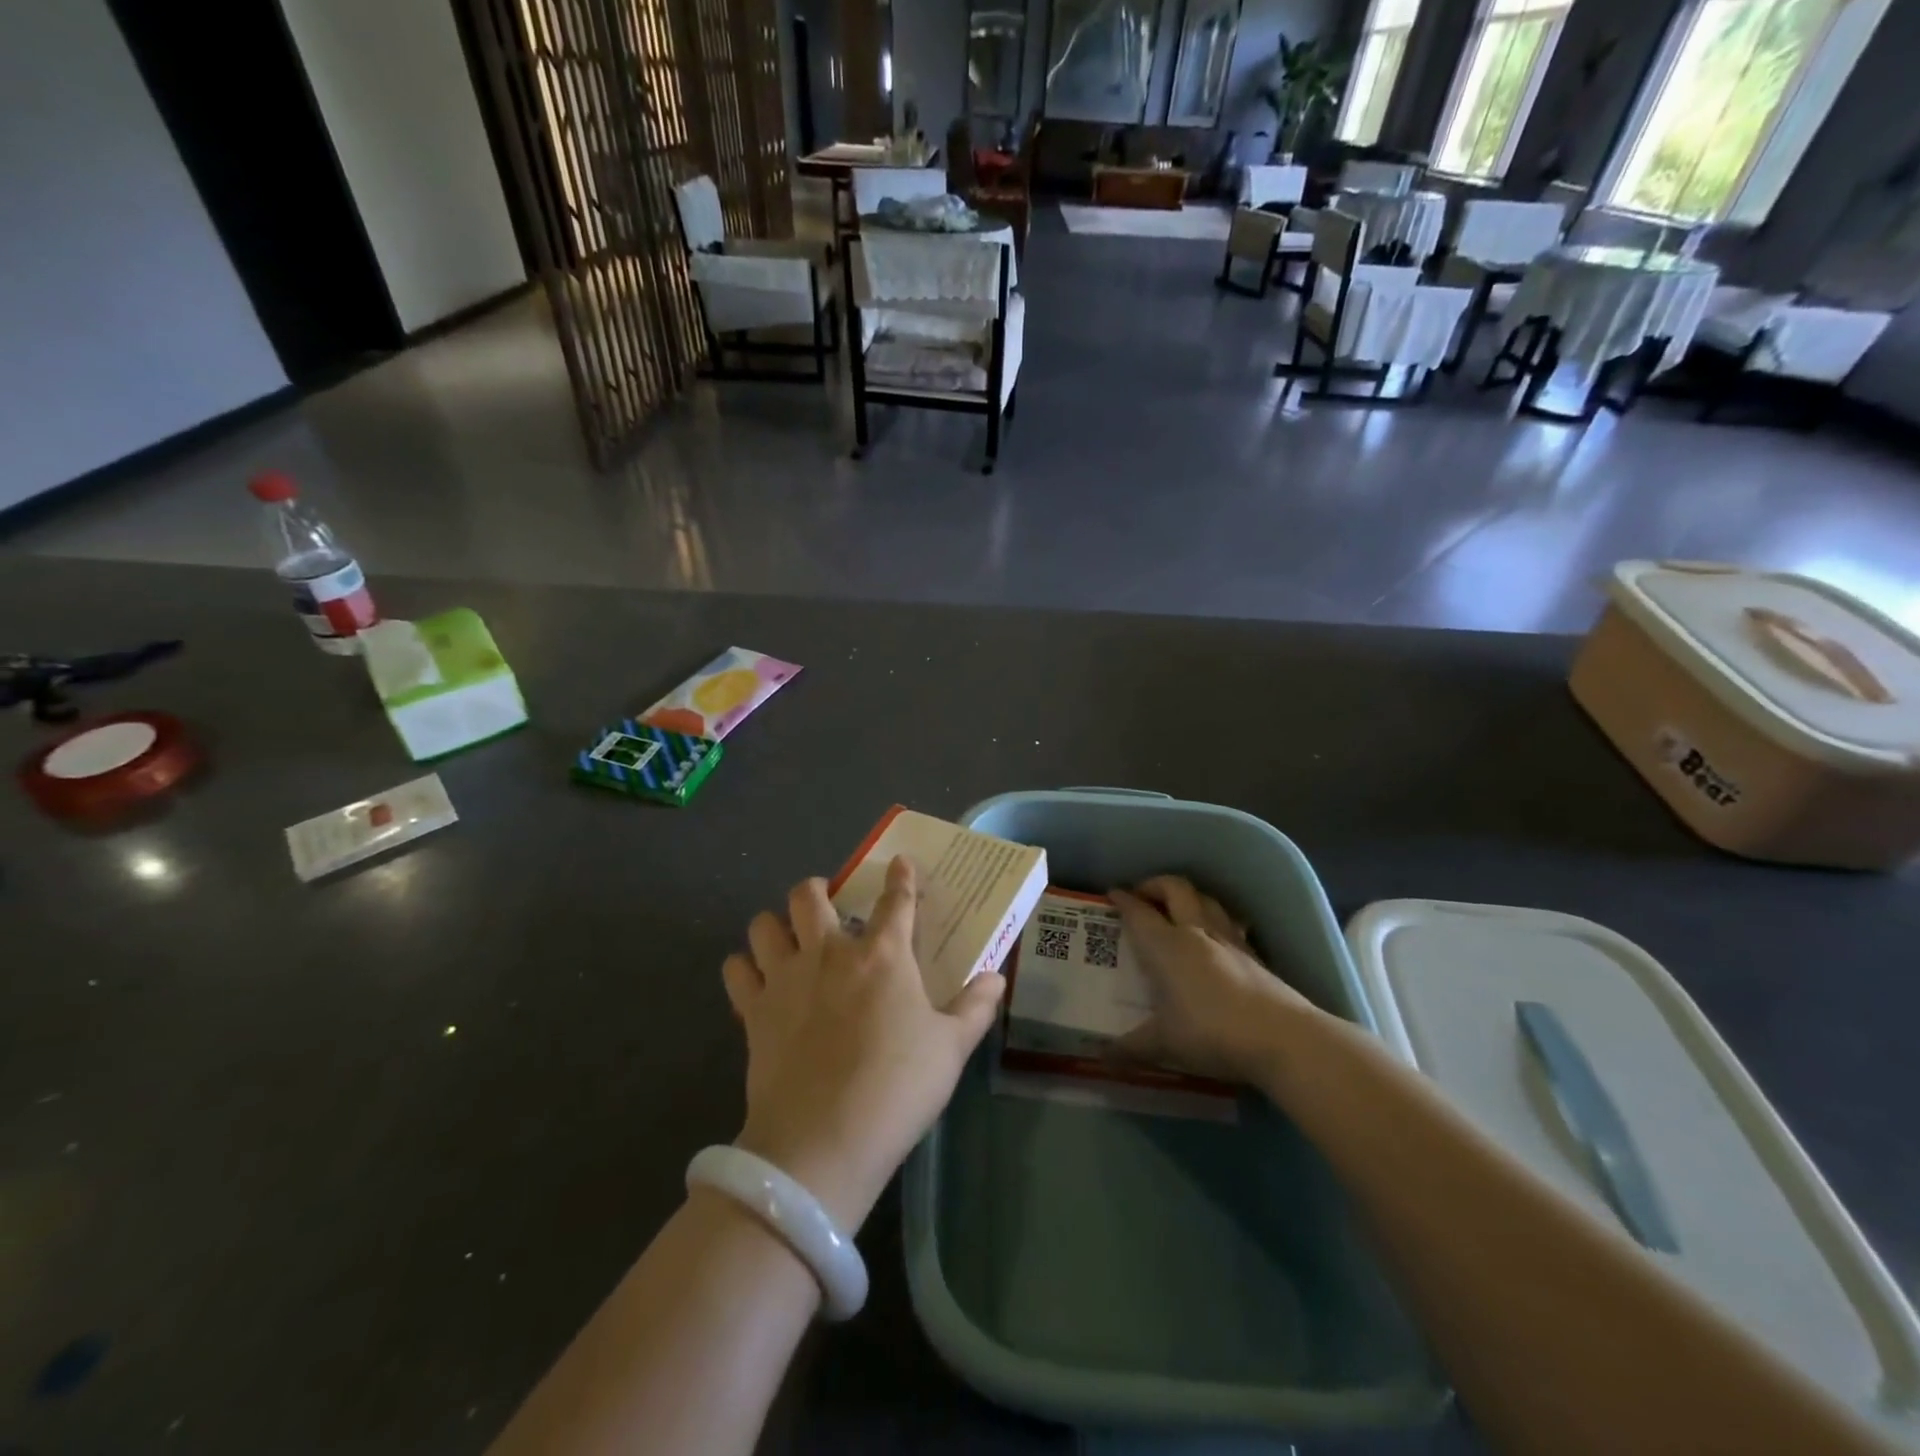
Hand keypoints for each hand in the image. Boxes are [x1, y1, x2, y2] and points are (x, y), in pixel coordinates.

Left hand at [722, 858, 1004, 1232]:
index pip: (896, 901)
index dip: (901, 878)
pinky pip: (736, 970)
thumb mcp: (951, 1049)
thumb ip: (975, 1008)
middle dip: (817, 890)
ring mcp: (786, 978)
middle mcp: (830, 952)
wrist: (823, 1141)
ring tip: (788, 940)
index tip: (901, 863)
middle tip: (827, 906)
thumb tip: (996, 978)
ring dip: (775, 925)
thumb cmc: (897, 1088)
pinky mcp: (753, 1010)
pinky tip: (757, 982)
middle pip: (810, 895)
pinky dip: (744, 969)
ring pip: (764, 924)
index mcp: (883, 955)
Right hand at [1109, 875, 1315, 1085]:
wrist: (1281, 1037)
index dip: (1123, 900)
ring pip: (1206, 898)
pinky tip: (1214, 935)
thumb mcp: (1164, 1044)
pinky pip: (1229, 921)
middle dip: (1155, 885)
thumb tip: (1102, 1057)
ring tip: (1177, 908)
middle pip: (1175, 888)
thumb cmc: (1211, 1033)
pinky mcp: (1254, 953)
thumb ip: (1131, 1047)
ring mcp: (1229, 940)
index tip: (1112, 894)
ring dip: (1187, 895)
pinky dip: (1214, 918)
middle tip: (1142, 895)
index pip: (1139, 912)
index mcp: (1166, 946)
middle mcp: (1195, 932)